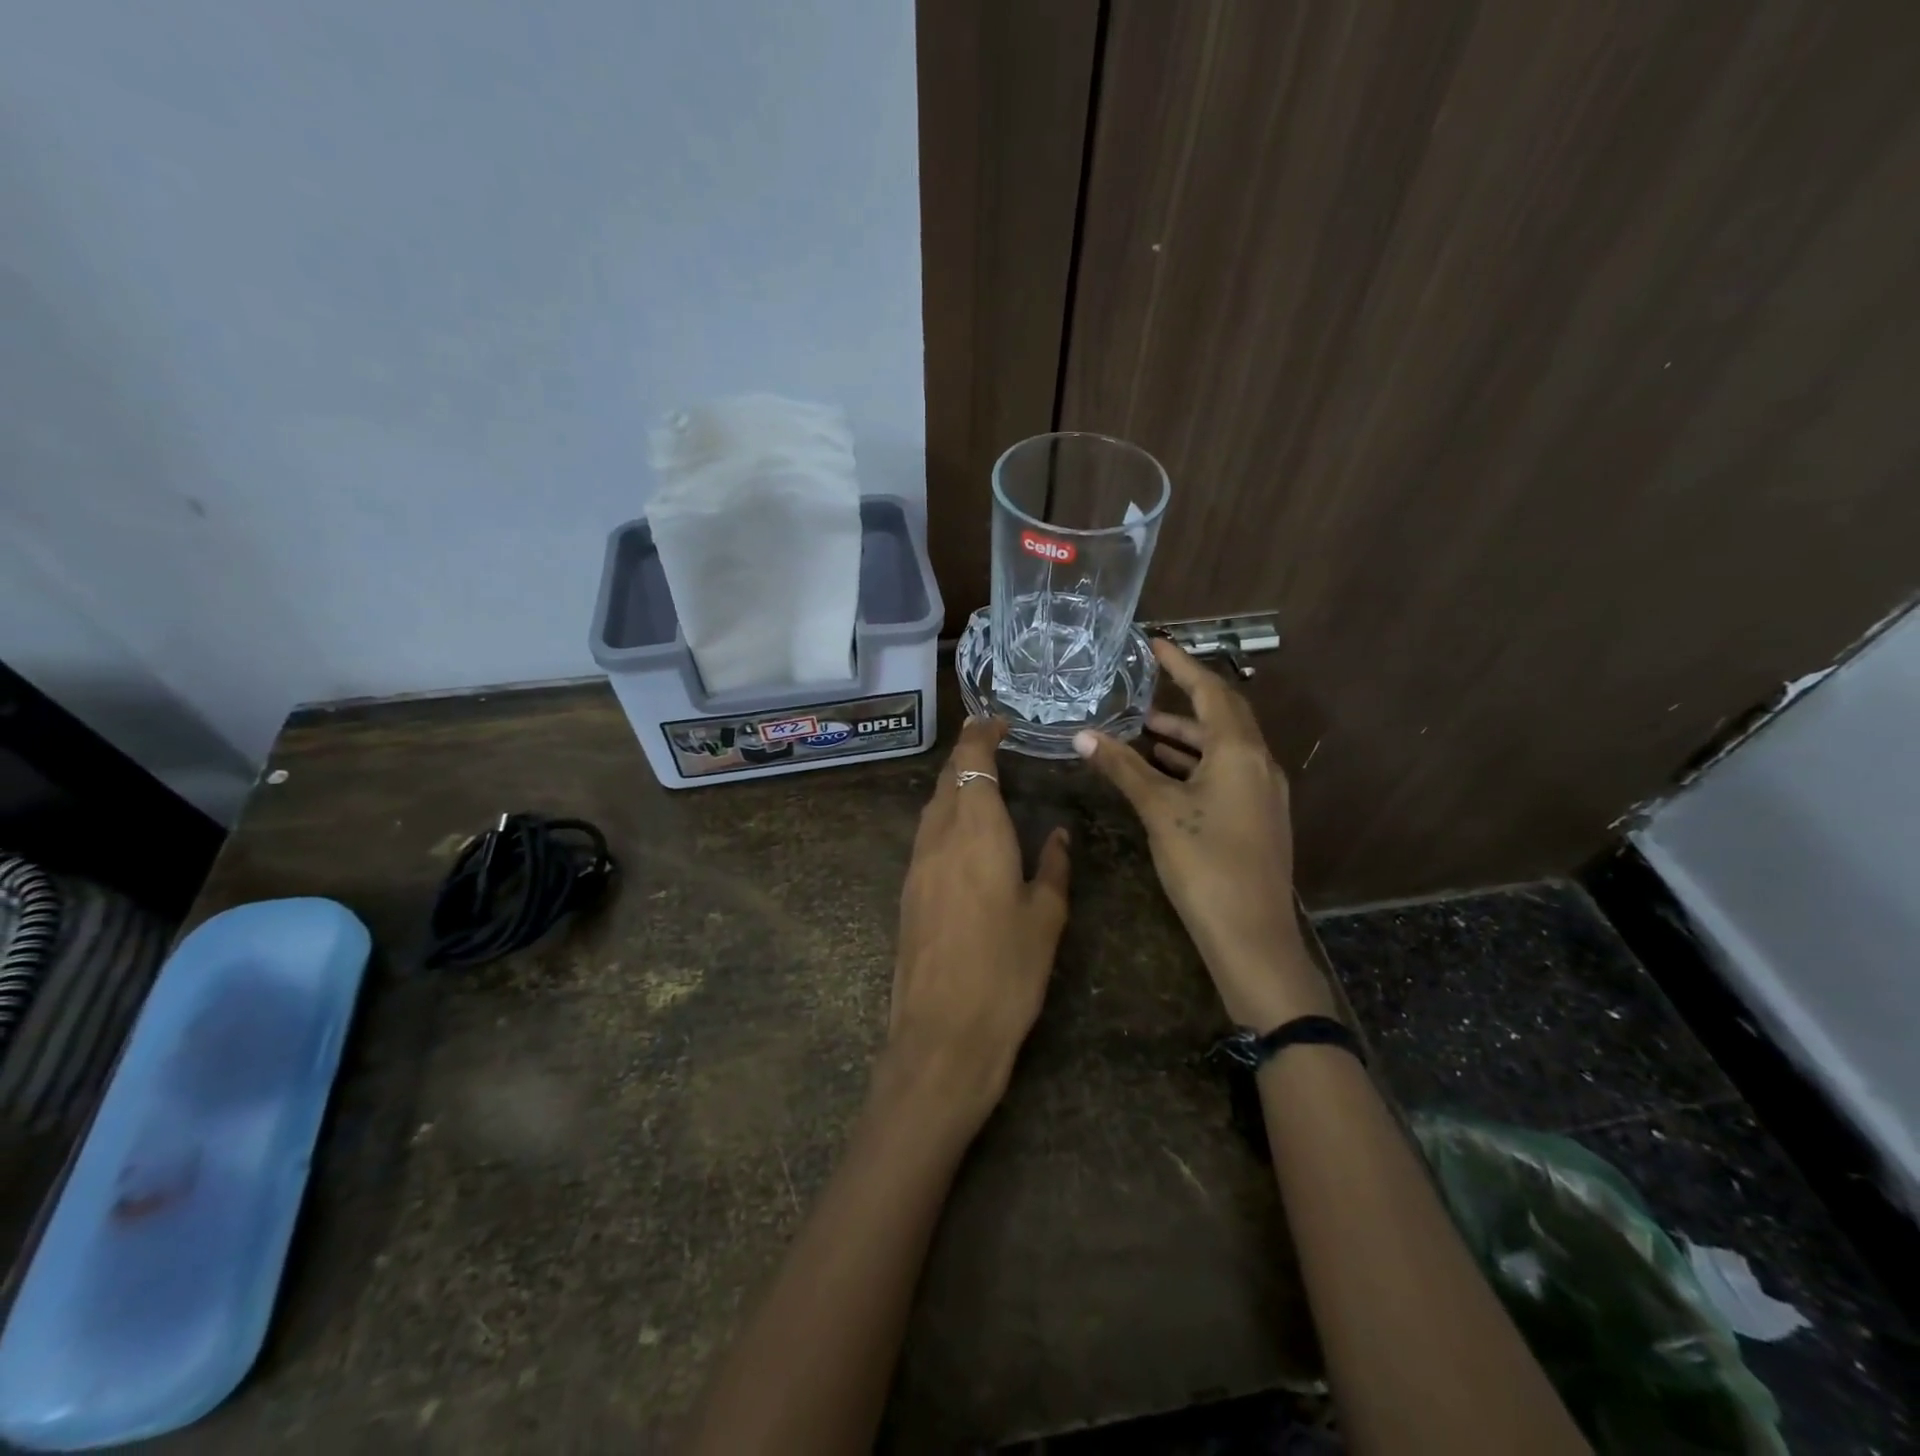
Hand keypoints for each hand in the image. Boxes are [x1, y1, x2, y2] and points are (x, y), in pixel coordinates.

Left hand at [887, 717, 1070, 1126]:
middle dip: (967, 755)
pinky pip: (926, 836)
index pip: (972, 762)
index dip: (982, 734)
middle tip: (994, 745)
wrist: (942, 1035)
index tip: (999, 721)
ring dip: (954, 786)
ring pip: (932, 807)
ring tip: (982, 785)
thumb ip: (1054, 867)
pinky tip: (964, 836)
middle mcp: (938, 838)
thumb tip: (1060, 835)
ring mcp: (916, 865)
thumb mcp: (1045, 918)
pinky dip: (945, 818)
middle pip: (947, 779)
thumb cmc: (1006, 973)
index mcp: (976, 832)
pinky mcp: (907, 892)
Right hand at [1073, 640, 1330, 1029]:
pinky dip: (1195, 764)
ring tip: (1144, 732)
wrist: (1251, 936)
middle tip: (1145, 687)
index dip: (1181, 665)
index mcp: (1239, 752)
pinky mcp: (1258, 818)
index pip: (1210, 691)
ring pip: (1223, 749)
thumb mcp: (1159, 810)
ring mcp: (1263, 793)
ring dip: (1186, 736)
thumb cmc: (1205, 864)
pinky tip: (1166, 773)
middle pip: (1222, 716)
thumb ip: (1123, 768)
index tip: (1155, 644)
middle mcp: (1259, 764)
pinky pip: (1226, 773)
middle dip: (1183, 699)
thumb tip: (1083, 735)